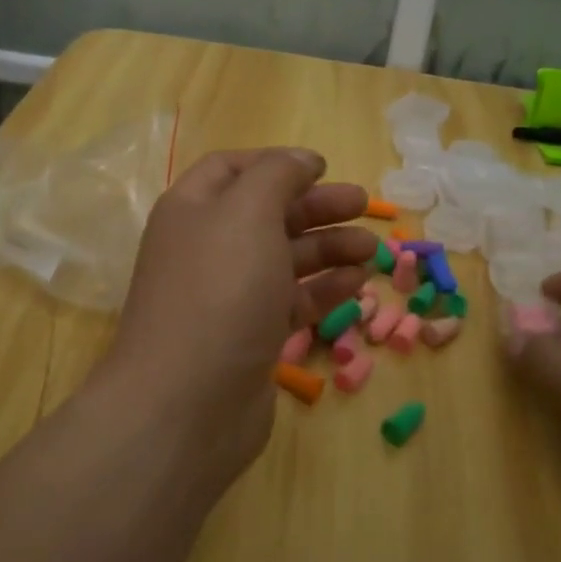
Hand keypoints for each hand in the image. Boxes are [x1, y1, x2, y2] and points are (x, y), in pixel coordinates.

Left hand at [101, 148, 373, 491]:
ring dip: (329, 249)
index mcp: (193, 210)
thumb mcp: (248, 213)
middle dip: (316, 206)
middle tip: (363, 205)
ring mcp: (228, 296)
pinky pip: (291, 301)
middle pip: (266, 213)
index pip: (233, 169)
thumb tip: (302, 159)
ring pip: (284, 259)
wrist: (187, 403)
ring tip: (374, 250)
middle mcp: (207, 248)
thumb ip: (278, 175)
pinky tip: (358, 283)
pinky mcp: (249, 337)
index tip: (324, 167)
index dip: (277, 163)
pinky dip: (324, 289)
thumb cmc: (219, 291)